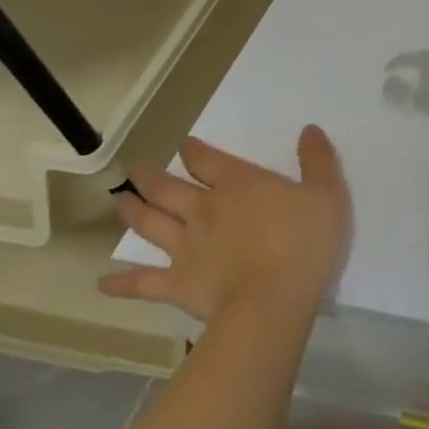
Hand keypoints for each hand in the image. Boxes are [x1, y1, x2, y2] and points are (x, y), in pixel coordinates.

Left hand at [100, 126, 350, 327]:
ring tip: (119, 200)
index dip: (194, 150)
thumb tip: (309, 129)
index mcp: (239, 184)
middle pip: (168, 188)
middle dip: (150, 176)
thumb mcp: (326, 193)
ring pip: (150, 223)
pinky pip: (142, 282)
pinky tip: (103, 283)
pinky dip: (121, 283)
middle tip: (135, 168)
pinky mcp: (176, 283)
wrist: (273, 299)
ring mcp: (185, 247)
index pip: (207, 160)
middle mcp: (204, 209)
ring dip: (132, 210)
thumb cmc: (305, 242)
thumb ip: (317, 160)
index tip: (185, 145)